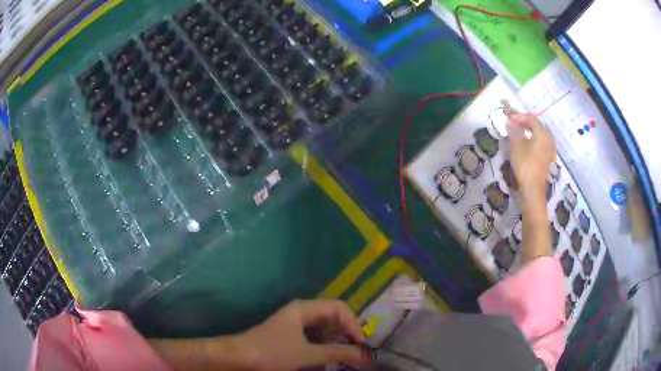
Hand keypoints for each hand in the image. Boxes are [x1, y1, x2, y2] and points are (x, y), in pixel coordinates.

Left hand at [235, 299, 371, 370]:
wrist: (237, 359)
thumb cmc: (271, 352)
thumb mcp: (307, 354)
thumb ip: (338, 354)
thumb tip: (367, 357)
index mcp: (304, 309)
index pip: (339, 308)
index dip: (354, 324)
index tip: (361, 345)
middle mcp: (301, 313)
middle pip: (333, 318)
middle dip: (348, 334)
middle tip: (358, 352)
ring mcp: (295, 326)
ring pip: (325, 330)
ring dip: (338, 342)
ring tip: (347, 357)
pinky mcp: (291, 338)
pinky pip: (315, 339)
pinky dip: (325, 348)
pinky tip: (329, 360)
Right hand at [506, 108, 555, 201]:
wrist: (533, 190)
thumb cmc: (525, 166)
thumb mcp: (516, 146)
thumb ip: (513, 131)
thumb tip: (510, 120)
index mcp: (542, 133)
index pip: (532, 119)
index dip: (520, 117)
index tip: (510, 119)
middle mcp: (549, 139)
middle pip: (539, 125)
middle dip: (528, 123)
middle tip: (517, 125)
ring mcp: (550, 150)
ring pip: (542, 135)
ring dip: (532, 132)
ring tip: (522, 134)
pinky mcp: (549, 159)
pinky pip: (544, 144)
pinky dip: (536, 140)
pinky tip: (530, 145)